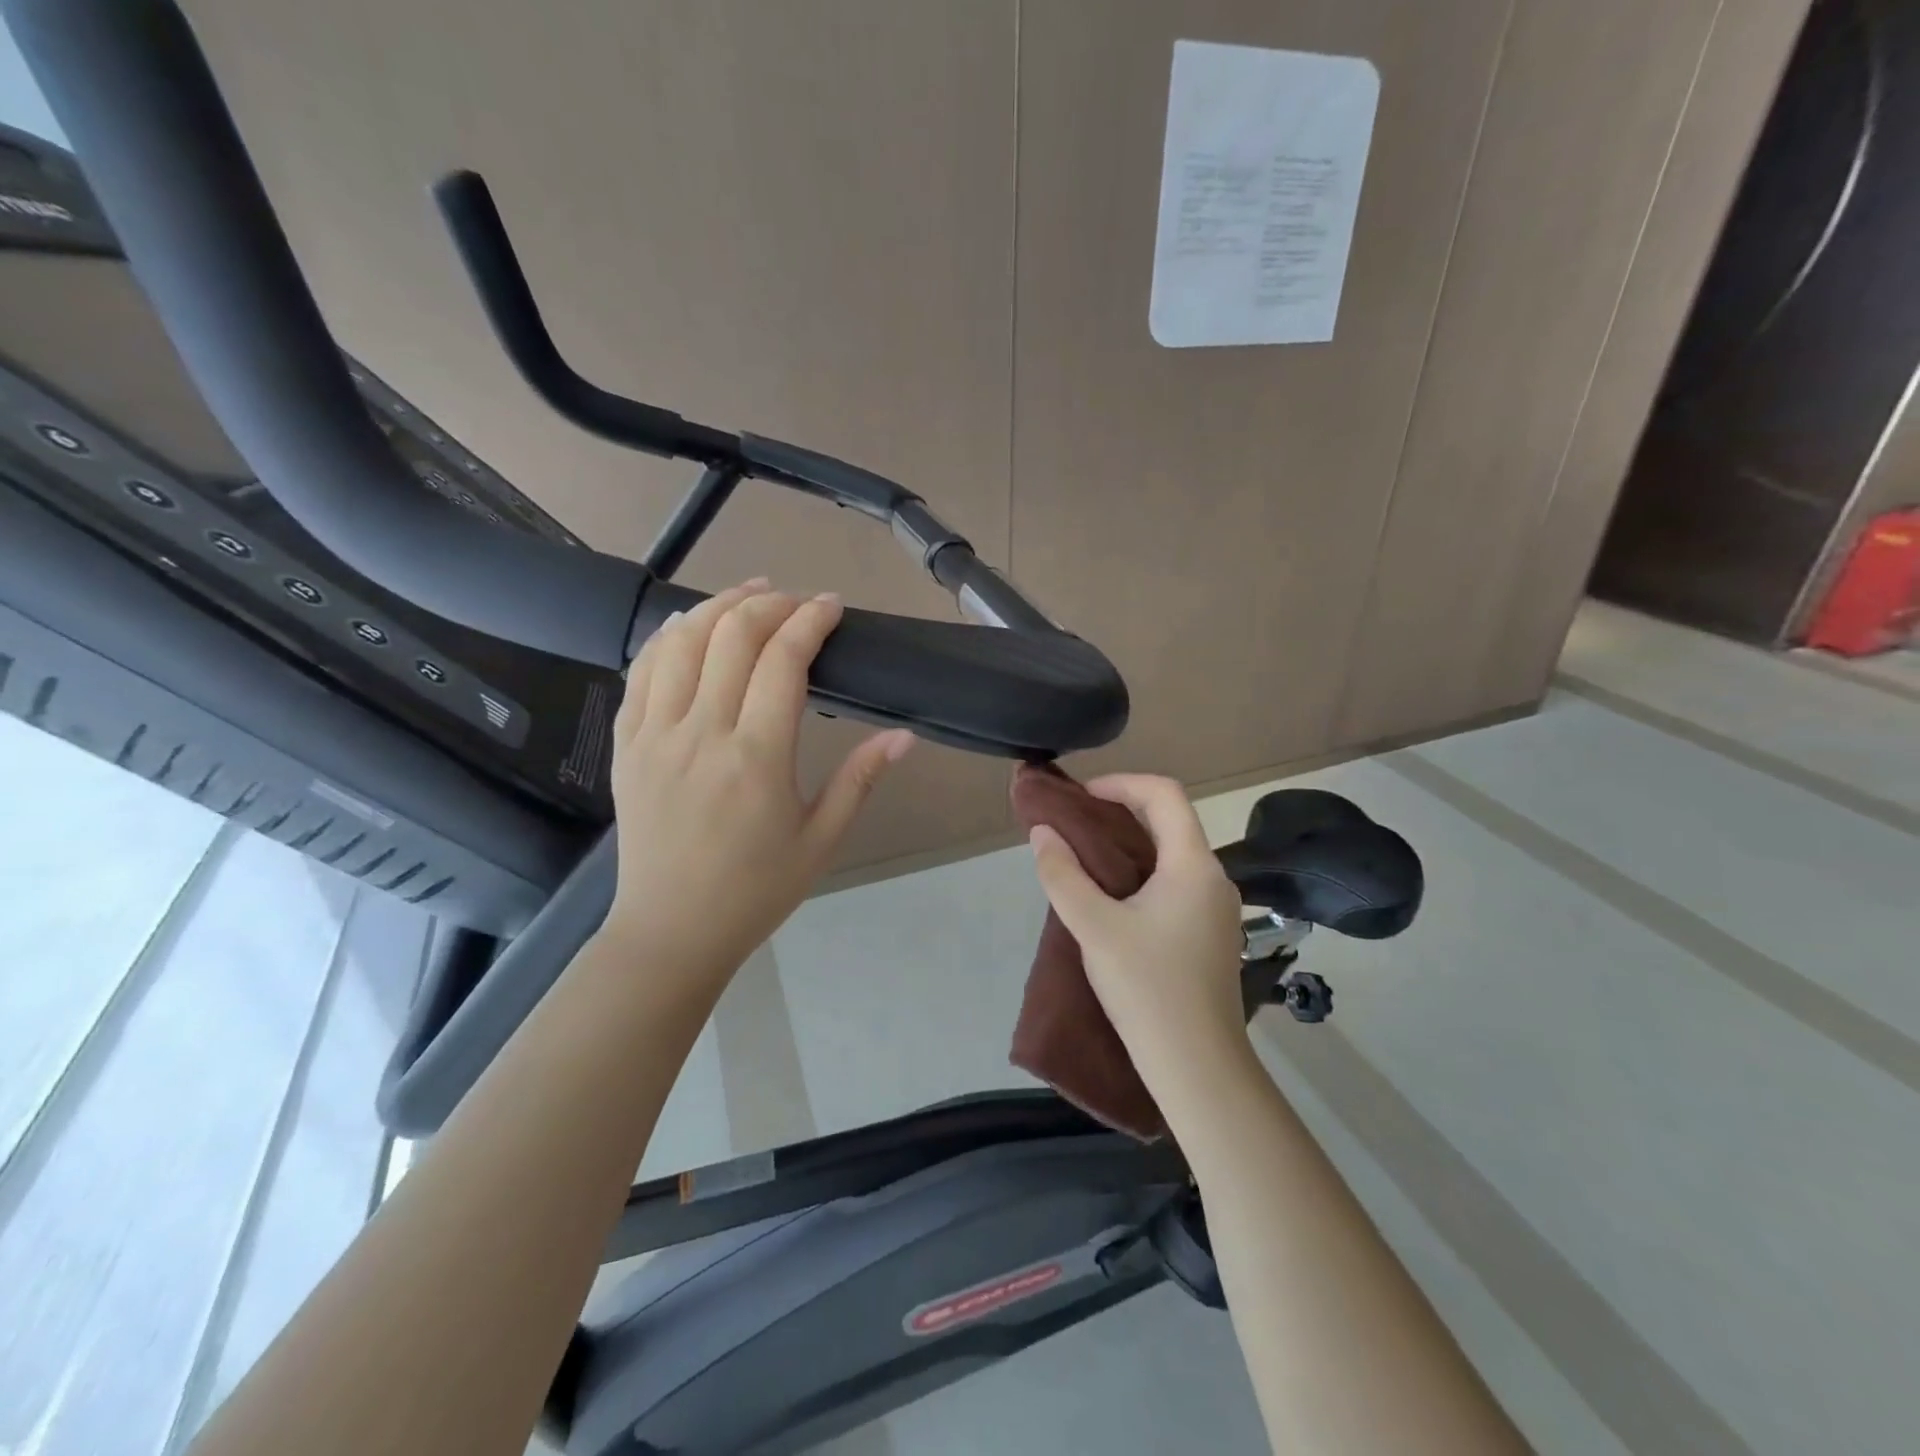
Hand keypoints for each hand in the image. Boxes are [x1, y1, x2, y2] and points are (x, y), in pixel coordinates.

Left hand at [604, 579, 913, 987]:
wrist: (671, 930)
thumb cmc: (756, 890)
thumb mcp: (822, 840)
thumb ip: (861, 779)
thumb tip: (904, 735)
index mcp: (756, 758)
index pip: (783, 659)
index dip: (810, 619)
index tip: (832, 606)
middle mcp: (701, 733)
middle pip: (732, 635)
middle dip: (771, 603)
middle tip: (798, 602)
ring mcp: (655, 734)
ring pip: (682, 640)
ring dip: (719, 606)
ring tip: (751, 596)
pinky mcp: (626, 743)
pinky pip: (642, 669)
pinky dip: (671, 635)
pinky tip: (693, 626)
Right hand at [1028, 775, 1245, 1080]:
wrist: (1198, 1067)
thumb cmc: (1147, 988)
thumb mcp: (1094, 927)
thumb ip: (1063, 875)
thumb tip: (1043, 833)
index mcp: (1193, 865)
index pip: (1165, 794)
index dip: (1121, 783)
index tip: (1082, 798)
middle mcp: (1213, 877)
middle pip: (1171, 821)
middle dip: (1121, 812)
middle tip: (1075, 824)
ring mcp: (1217, 908)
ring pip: (1173, 854)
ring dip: (1131, 845)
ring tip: (1085, 859)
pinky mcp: (1211, 934)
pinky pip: (1176, 883)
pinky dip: (1143, 873)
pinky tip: (1113, 899)